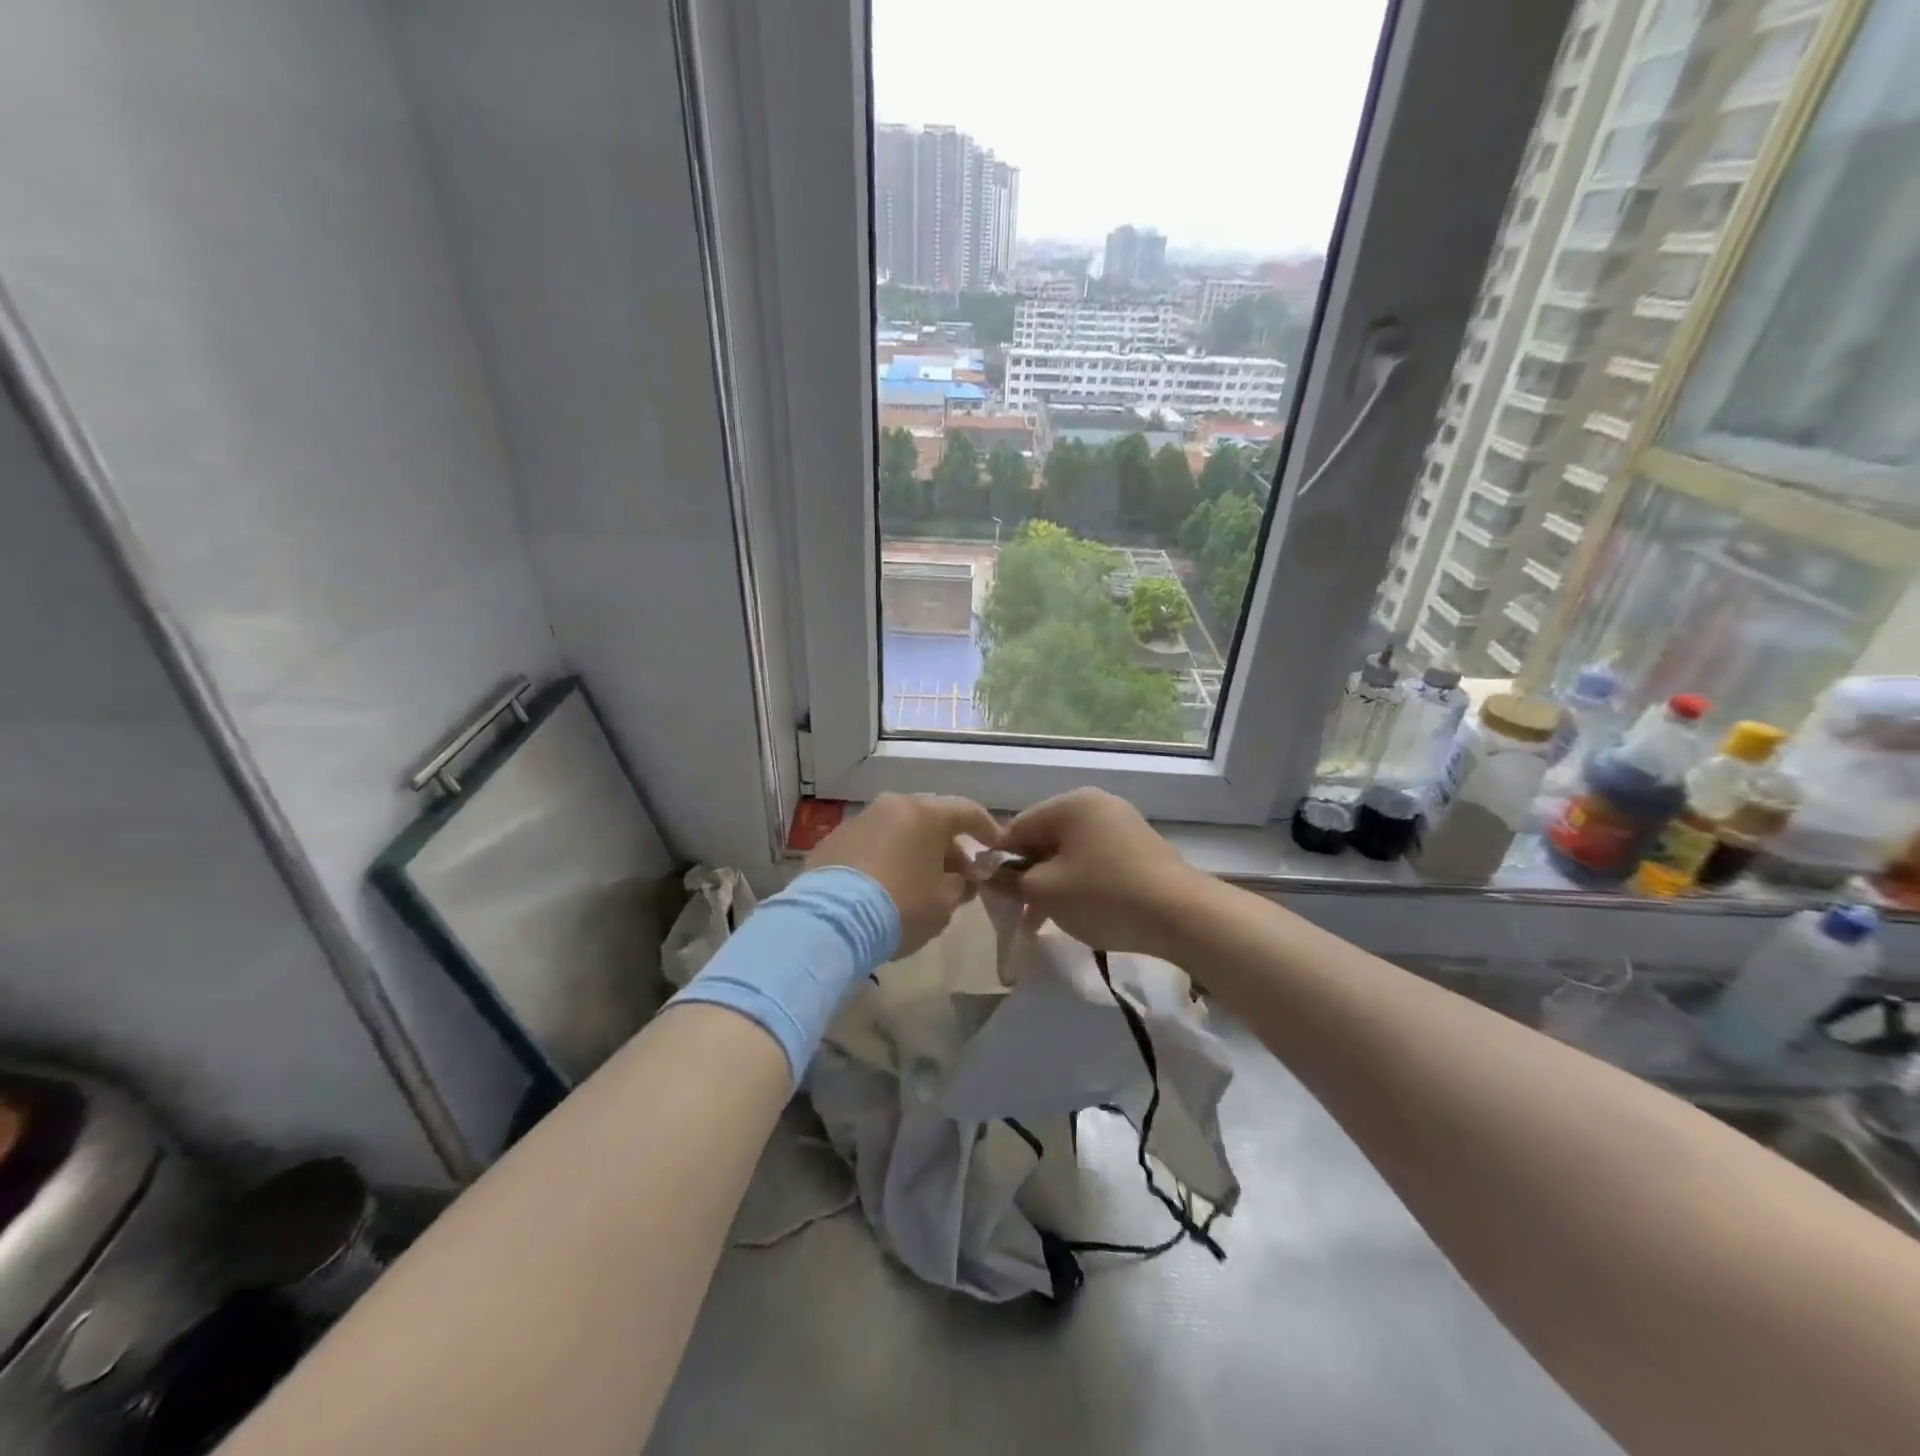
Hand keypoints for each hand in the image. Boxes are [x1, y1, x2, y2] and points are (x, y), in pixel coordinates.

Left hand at [808, 794, 1001, 955]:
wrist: (831, 921)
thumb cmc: (901, 907)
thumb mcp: (944, 904)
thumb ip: (961, 886)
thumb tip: (963, 879)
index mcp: (925, 814)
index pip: (967, 811)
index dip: (987, 828)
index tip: (996, 847)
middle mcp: (892, 806)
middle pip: (930, 820)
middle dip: (947, 846)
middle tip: (958, 874)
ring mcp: (859, 821)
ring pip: (898, 830)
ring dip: (914, 851)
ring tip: (920, 883)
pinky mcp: (832, 841)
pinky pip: (870, 845)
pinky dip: (884, 859)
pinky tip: (885, 887)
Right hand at [999, 788, 1213, 957]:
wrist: (1182, 916)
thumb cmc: (1103, 895)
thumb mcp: (1045, 891)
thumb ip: (1011, 880)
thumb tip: (991, 875)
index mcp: (1071, 804)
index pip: (1018, 827)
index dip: (999, 861)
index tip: (992, 895)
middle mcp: (1097, 804)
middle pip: (1045, 838)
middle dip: (1028, 876)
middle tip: (1018, 913)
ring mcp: (1122, 825)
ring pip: (1070, 853)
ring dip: (1052, 884)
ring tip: (1044, 921)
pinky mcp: (1140, 848)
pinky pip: (1095, 861)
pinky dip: (1080, 884)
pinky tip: (1078, 913)